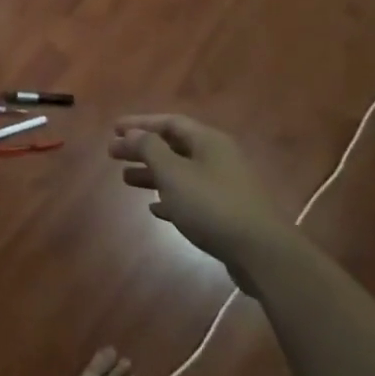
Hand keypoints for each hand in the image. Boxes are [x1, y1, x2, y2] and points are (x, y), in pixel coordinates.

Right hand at [110, 114, 285, 285]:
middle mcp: (217, 157)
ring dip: (153, 174)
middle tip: (113, 153)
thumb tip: (133, 132)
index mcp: (208, 141)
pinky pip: (191, 197)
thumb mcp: (174, 173)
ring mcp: (224, 186)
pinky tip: (154, 208)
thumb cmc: (212, 205)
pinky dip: (170, 198)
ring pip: (181, 172)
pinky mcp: (226, 213)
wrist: (262, 253)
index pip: (169, 122)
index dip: (140, 123)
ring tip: (126, 179)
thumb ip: (150, 149)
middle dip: (142, 149)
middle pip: (173, 146)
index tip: (114, 129)